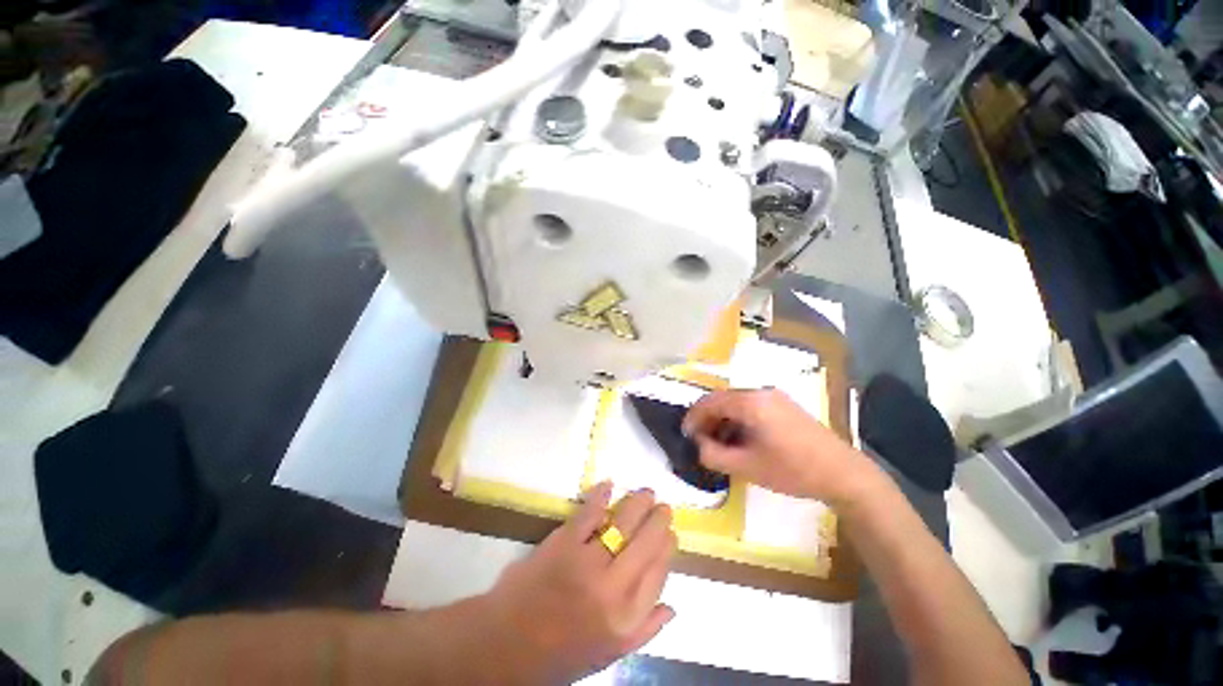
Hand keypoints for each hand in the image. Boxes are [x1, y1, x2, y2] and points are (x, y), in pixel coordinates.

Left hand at [482, 482, 676, 684]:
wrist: (507, 644)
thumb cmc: (560, 653)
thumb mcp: (608, 654)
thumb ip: (644, 631)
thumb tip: (671, 606)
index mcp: (626, 619)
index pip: (658, 572)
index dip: (667, 548)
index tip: (669, 533)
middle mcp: (613, 589)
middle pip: (647, 543)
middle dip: (659, 520)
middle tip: (663, 507)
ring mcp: (587, 562)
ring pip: (624, 523)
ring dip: (639, 503)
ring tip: (647, 493)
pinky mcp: (564, 543)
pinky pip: (589, 513)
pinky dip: (601, 495)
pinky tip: (609, 484)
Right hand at [682, 388, 879, 505]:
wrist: (843, 473)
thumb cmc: (792, 470)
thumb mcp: (747, 467)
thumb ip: (714, 455)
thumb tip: (697, 445)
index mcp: (751, 402)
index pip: (710, 402)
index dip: (694, 417)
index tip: (685, 435)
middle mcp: (761, 392)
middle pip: (723, 399)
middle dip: (707, 419)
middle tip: (700, 441)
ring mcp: (775, 397)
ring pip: (737, 403)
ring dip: (722, 420)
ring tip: (718, 443)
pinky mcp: (785, 406)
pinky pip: (751, 407)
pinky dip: (738, 420)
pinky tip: (740, 439)